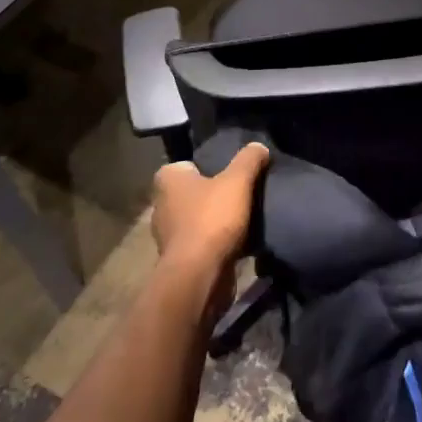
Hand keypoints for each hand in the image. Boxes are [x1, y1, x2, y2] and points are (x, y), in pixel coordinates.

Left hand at [148, 143, 268, 277]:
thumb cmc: (212, 219)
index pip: (189, 164)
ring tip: (245, 218)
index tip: (232, 174)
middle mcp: (162, 204)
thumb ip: (249, 159)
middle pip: (195, 192)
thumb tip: (259, 146)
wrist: (199, 275)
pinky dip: (217, 242)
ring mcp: (168, 234)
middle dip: (215, 194)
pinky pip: (202, 242)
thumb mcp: (237, 181)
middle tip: (243, 193)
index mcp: (168, 180)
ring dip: (217, 220)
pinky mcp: (180, 259)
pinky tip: (239, 241)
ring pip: (199, 218)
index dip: (211, 167)